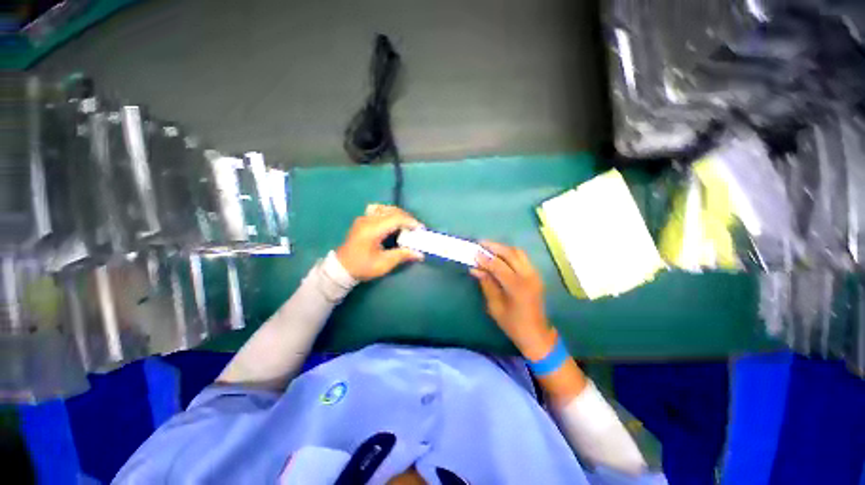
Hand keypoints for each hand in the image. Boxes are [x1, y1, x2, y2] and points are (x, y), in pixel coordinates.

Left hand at [336, 204, 424, 280]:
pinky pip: (378, 209)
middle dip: (406, 217)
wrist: (341, 268)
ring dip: (398, 214)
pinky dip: (388, 212)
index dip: (410, 221)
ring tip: (405, 224)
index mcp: (373, 229)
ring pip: (385, 208)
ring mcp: (364, 218)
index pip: (395, 218)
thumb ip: (402, 255)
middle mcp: (368, 219)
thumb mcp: (384, 264)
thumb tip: (419, 253)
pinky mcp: (362, 220)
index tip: (420, 229)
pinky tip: (392, 221)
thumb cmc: (362, 267)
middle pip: (392, 211)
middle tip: (415, 228)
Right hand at [471, 241, 555, 359]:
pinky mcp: (536, 275)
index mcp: (517, 286)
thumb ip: (486, 284)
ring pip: (518, 253)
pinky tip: (500, 256)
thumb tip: (475, 269)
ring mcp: (534, 274)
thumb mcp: (495, 306)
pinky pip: (522, 258)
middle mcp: (528, 276)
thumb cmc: (513, 324)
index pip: (498, 265)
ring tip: (489, 248)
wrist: (536, 334)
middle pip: (511, 253)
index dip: (485, 258)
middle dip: (495, 247)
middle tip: (481, 243)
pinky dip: (510, 254)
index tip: (473, 252)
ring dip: (503, 248)